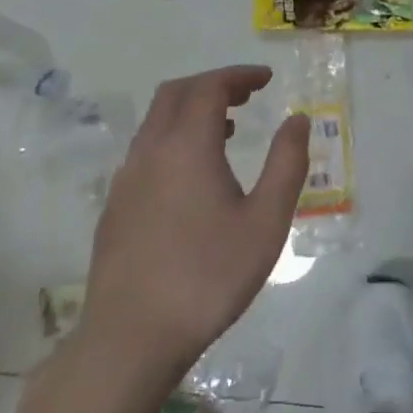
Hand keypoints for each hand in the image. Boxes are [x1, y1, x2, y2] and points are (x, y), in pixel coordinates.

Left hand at [75, 65, 309, 381]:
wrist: (131, 337)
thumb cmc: (209, 276)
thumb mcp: (266, 221)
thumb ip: (286, 164)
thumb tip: (298, 120)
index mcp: (187, 147)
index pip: (209, 87)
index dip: (239, 75)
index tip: (267, 79)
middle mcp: (150, 152)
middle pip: (176, 94)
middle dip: (213, 85)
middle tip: (248, 94)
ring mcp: (126, 180)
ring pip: (156, 123)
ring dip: (191, 111)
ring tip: (228, 128)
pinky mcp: (115, 207)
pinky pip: (146, 151)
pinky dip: (174, 139)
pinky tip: (194, 175)